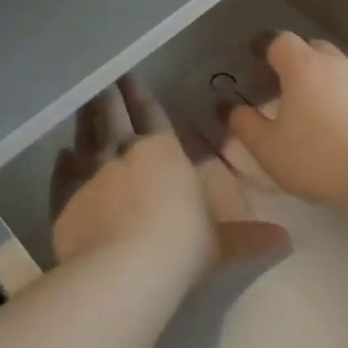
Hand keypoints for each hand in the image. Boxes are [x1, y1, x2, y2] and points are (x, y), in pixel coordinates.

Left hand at [51, 76, 289, 282]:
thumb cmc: (181, 248)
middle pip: (113, 113)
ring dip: (85, 118)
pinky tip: (61, 154)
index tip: (129, 77)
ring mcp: (90, 171)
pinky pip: (63, 172)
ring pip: (85, 135)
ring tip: (84, 104)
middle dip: (110, 94)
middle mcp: (123, 151)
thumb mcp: (220, 244)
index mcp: (162, 152)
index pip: (150, 113)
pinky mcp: (64, 197)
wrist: (124, 270)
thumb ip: (249, 237)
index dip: (140, 94)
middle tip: (104, 78)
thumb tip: (286, 240)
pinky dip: (62, 162)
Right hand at [221, 32, 347, 208]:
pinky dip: (340, 97)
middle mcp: (335, 63)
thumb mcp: (268, 147)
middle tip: (279, 81)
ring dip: (319, 78)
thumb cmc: (316, 156)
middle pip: (311, 48)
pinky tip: (336, 124)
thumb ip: (244, 124)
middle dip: (293, 58)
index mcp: (303, 65)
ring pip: (335, 68)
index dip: (264, 45)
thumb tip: (228, 107)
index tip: (253, 55)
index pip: (279, 40)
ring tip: (307, 104)